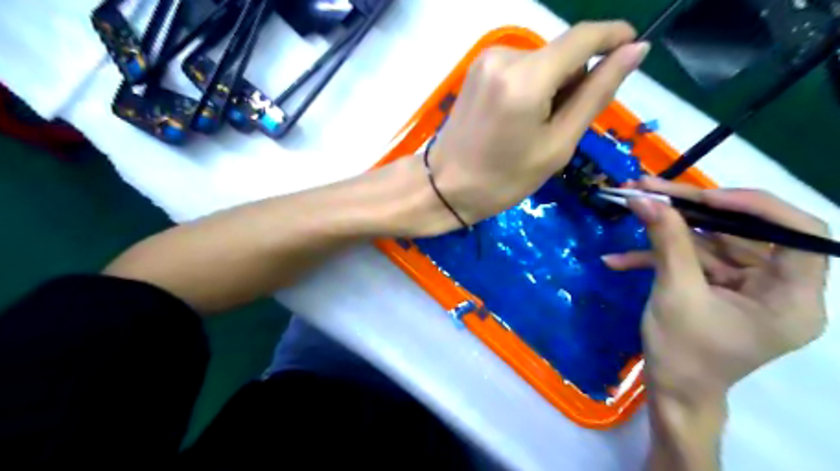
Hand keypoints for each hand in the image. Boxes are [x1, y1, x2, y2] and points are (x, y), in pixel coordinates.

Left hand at [430, 22, 643, 223]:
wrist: (445, 186)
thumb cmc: (503, 179)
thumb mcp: (557, 145)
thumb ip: (596, 94)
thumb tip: (634, 50)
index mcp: (526, 79)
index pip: (584, 37)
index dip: (614, 37)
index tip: (633, 49)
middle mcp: (505, 56)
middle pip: (562, 54)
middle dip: (574, 82)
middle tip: (559, 127)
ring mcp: (486, 60)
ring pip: (542, 62)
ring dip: (551, 87)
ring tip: (533, 128)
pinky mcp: (477, 68)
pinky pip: (521, 68)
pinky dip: (531, 87)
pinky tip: (516, 118)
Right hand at [601, 177, 828, 404]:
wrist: (670, 392)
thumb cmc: (683, 354)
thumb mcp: (675, 294)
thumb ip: (666, 242)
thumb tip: (645, 199)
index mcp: (792, 297)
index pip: (799, 233)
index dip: (754, 206)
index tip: (703, 198)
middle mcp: (778, 287)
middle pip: (743, 231)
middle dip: (691, 210)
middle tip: (650, 188)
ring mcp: (746, 287)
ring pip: (711, 243)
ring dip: (667, 229)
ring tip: (631, 207)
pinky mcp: (718, 288)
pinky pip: (693, 262)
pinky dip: (657, 258)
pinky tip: (618, 260)